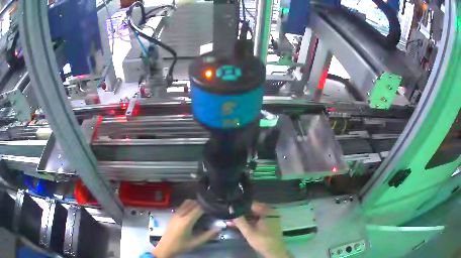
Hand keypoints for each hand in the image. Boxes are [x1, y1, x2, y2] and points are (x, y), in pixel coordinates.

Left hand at [152, 200, 220, 257]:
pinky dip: (189, 205)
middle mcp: (181, 215)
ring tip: (203, 209)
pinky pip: (182, 206)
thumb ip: (208, 235)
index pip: (199, 208)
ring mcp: (175, 214)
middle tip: (210, 208)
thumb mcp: (196, 243)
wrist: (165, 248)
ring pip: (186, 203)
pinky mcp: (173, 216)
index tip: (214, 208)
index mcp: (187, 221)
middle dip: (202, 204)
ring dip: (195, 203)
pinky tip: (193, 212)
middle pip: (192, 203)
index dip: (207, 207)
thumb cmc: (181, 246)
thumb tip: (219, 228)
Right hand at [233, 202, 289, 257]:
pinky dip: (252, 221)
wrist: (274, 251)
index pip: (251, 204)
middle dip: (242, 214)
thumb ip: (239, 220)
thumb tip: (231, 208)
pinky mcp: (272, 223)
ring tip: (235, 222)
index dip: (240, 207)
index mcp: (267, 211)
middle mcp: (271, 211)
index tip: (231, 210)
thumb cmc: (262, 240)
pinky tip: (243, 225)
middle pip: (253, 209)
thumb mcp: (248, 231)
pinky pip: (260, 219)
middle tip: (231, 217)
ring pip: (256, 215)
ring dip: (246, 218)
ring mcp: (272, 217)